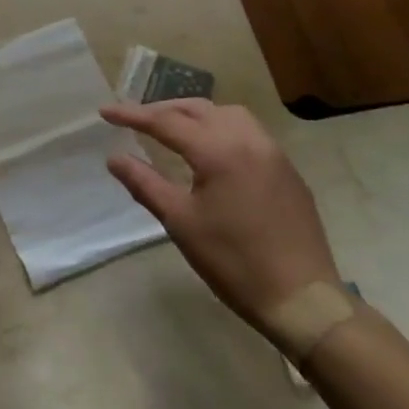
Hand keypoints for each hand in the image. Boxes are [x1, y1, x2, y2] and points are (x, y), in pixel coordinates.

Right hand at [102, 99, 340, 331]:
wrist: (303, 300)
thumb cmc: (234, 262)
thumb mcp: (181, 223)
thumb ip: (145, 184)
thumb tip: (114, 158)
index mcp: (218, 150)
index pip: (165, 121)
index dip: (132, 115)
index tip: (105, 112)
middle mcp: (247, 139)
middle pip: (197, 108)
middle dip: (162, 110)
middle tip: (134, 119)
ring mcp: (272, 152)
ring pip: (227, 114)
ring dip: (195, 114)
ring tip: (173, 128)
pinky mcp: (287, 170)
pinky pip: (248, 131)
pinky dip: (221, 127)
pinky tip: (212, 150)